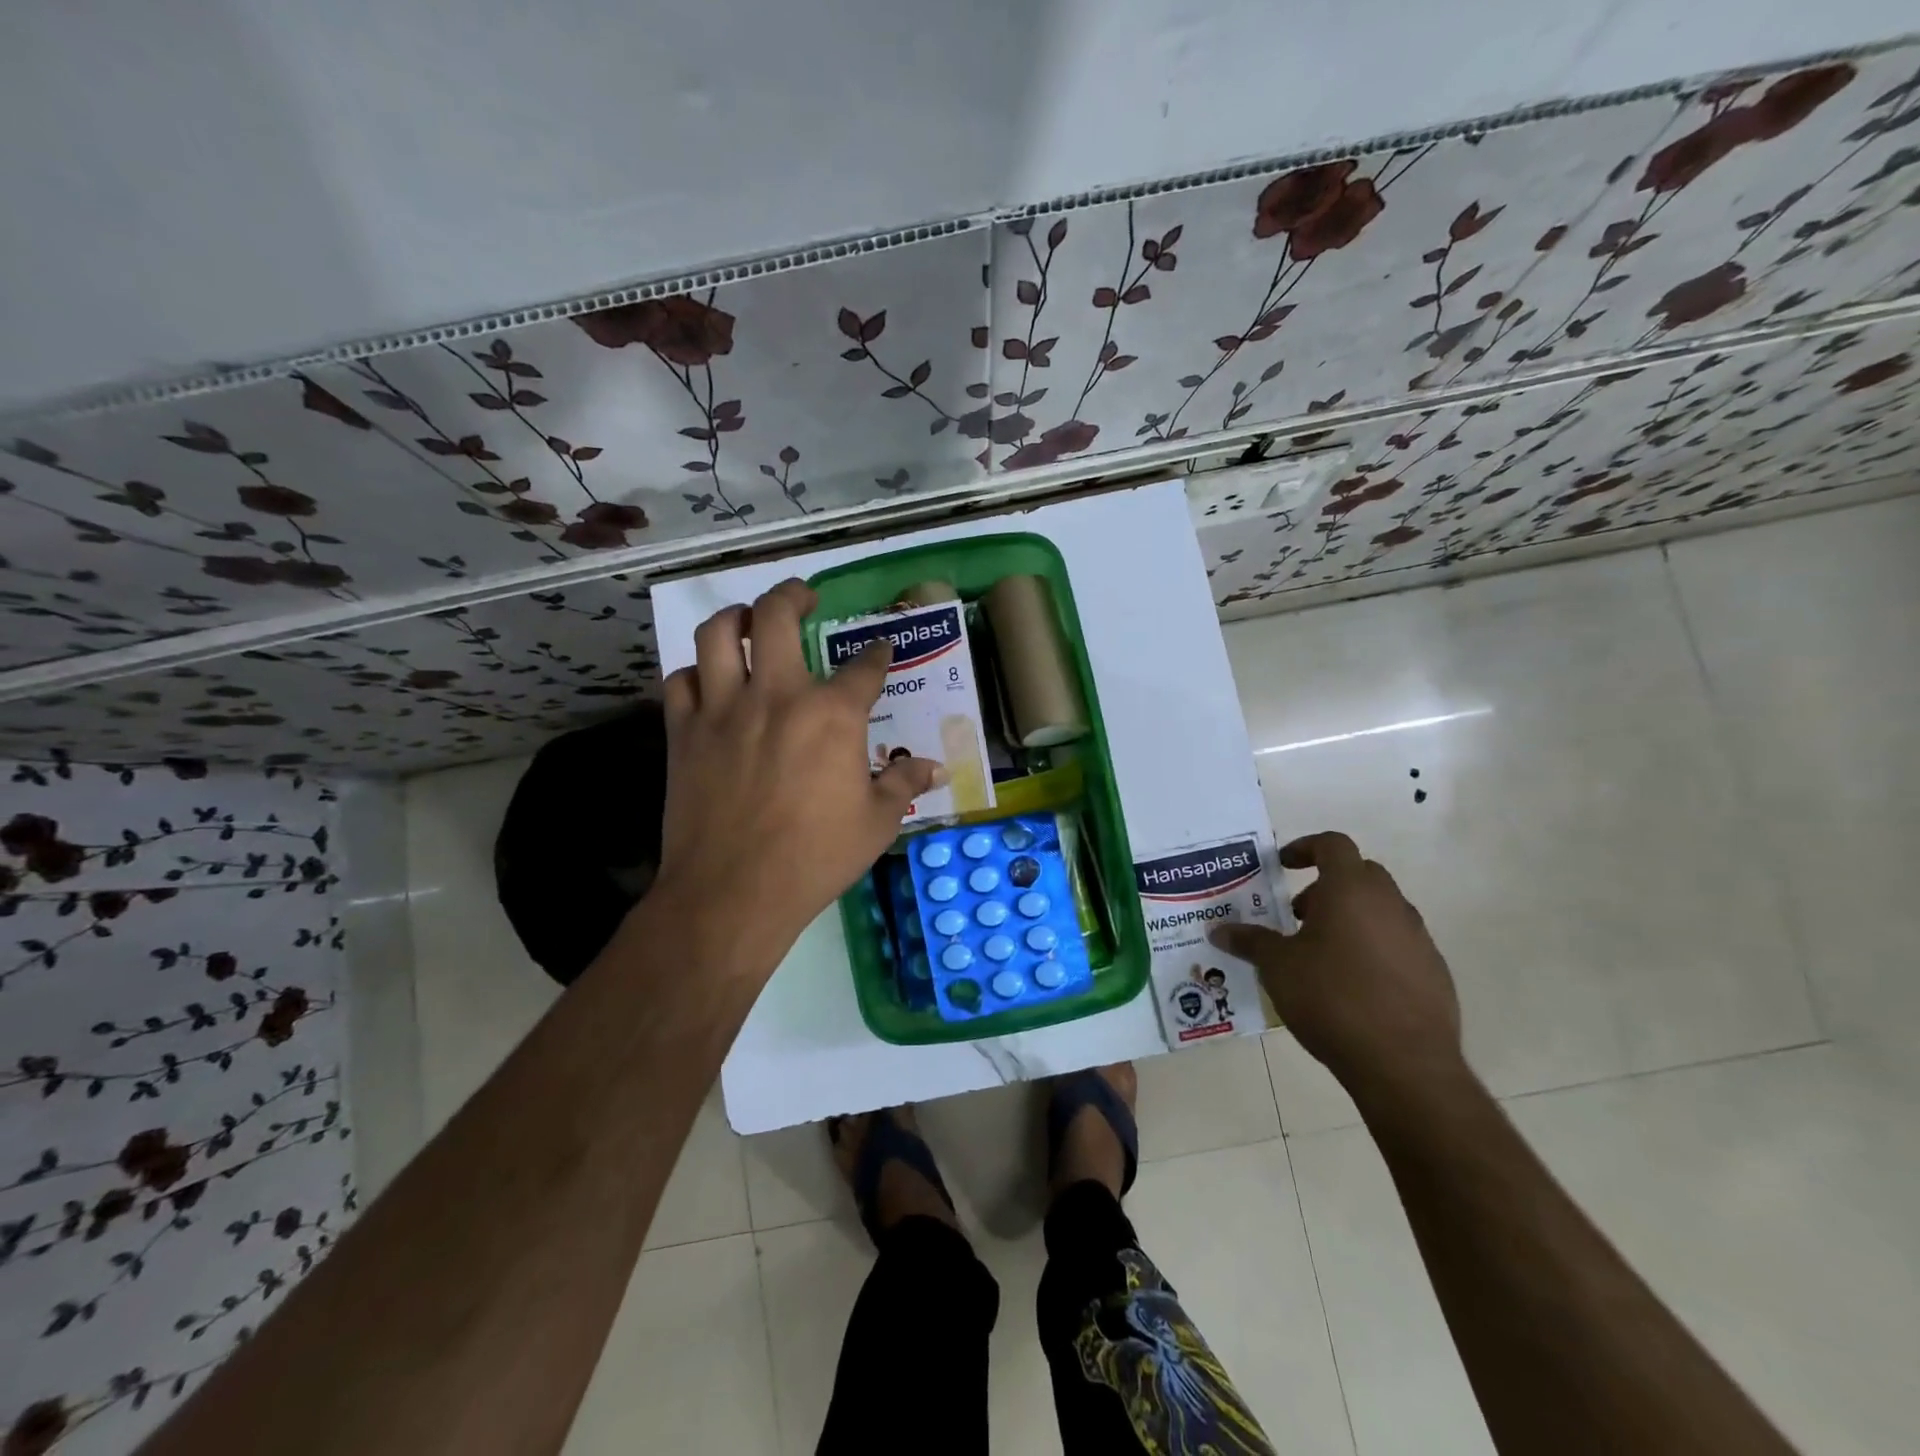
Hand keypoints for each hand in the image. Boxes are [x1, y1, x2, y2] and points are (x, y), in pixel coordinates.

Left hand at [653, 579, 941, 970]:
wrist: (733, 893)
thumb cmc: (815, 858)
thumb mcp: (876, 824)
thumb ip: (904, 784)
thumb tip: (934, 768)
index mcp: (832, 715)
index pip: (863, 668)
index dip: (877, 655)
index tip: (880, 650)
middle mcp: (777, 696)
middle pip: (777, 617)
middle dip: (794, 595)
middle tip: (803, 597)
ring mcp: (723, 709)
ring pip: (717, 635)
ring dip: (735, 617)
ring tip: (747, 619)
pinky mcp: (684, 732)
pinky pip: (681, 681)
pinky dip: (696, 673)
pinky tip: (708, 682)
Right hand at [1210, 832, 1463, 1101]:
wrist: (1404, 1063)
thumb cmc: (1331, 998)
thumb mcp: (1277, 967)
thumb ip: (1249, 942)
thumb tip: (1218, 930)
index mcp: (1350, 890)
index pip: (1332, 844)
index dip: (1305, 847)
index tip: (1282, 865)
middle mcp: (1390, 904)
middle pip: (1359, 875)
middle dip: (1326, 887)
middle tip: (1297, 916)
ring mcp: (1418, 938)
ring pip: (1381, 910)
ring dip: (1350, 919)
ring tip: (1321, 954)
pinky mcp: (1435, 972)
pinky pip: (1398, 944)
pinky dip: (1373, 949)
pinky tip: (1352, 986)